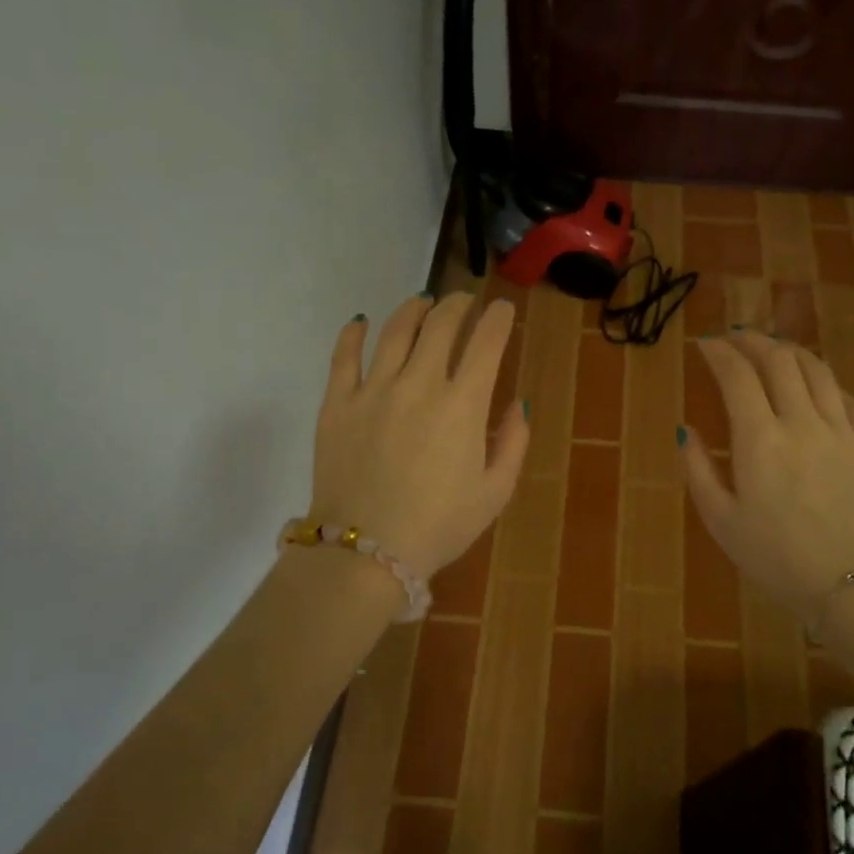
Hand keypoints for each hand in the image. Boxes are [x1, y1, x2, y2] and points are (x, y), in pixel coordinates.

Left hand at [310, 293, 528, 581]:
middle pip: (441, 325)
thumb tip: (517, 403)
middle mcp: (419, 384)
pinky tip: (361, 322)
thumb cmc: (439, 526)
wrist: (364, 552)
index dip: (498, 318)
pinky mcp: (337, 403)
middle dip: (459, 304)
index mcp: (462, 404)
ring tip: (422, 302)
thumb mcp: (495, 492)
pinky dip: (354, 333)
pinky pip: (343, 356)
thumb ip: (513, 443)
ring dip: (414, 309)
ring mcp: (373, 389)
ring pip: (395, 330)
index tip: (503, 310)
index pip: (486, 342)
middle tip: (466, 301)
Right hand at [680, 331, 853, 625]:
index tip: (704, 343)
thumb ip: (698, 470)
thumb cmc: (777, 559)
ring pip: (817, 371)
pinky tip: (817, 386)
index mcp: (760, 439)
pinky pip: (847, 399)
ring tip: (774, 348)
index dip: (719, 352)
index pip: (737, 375)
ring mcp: (841, 432)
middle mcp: (802, 422)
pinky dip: (826, 382)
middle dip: (753, 339)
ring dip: (791, 351)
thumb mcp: (721, 521)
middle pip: (780, 360)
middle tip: (735, 336)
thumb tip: (685, 430)